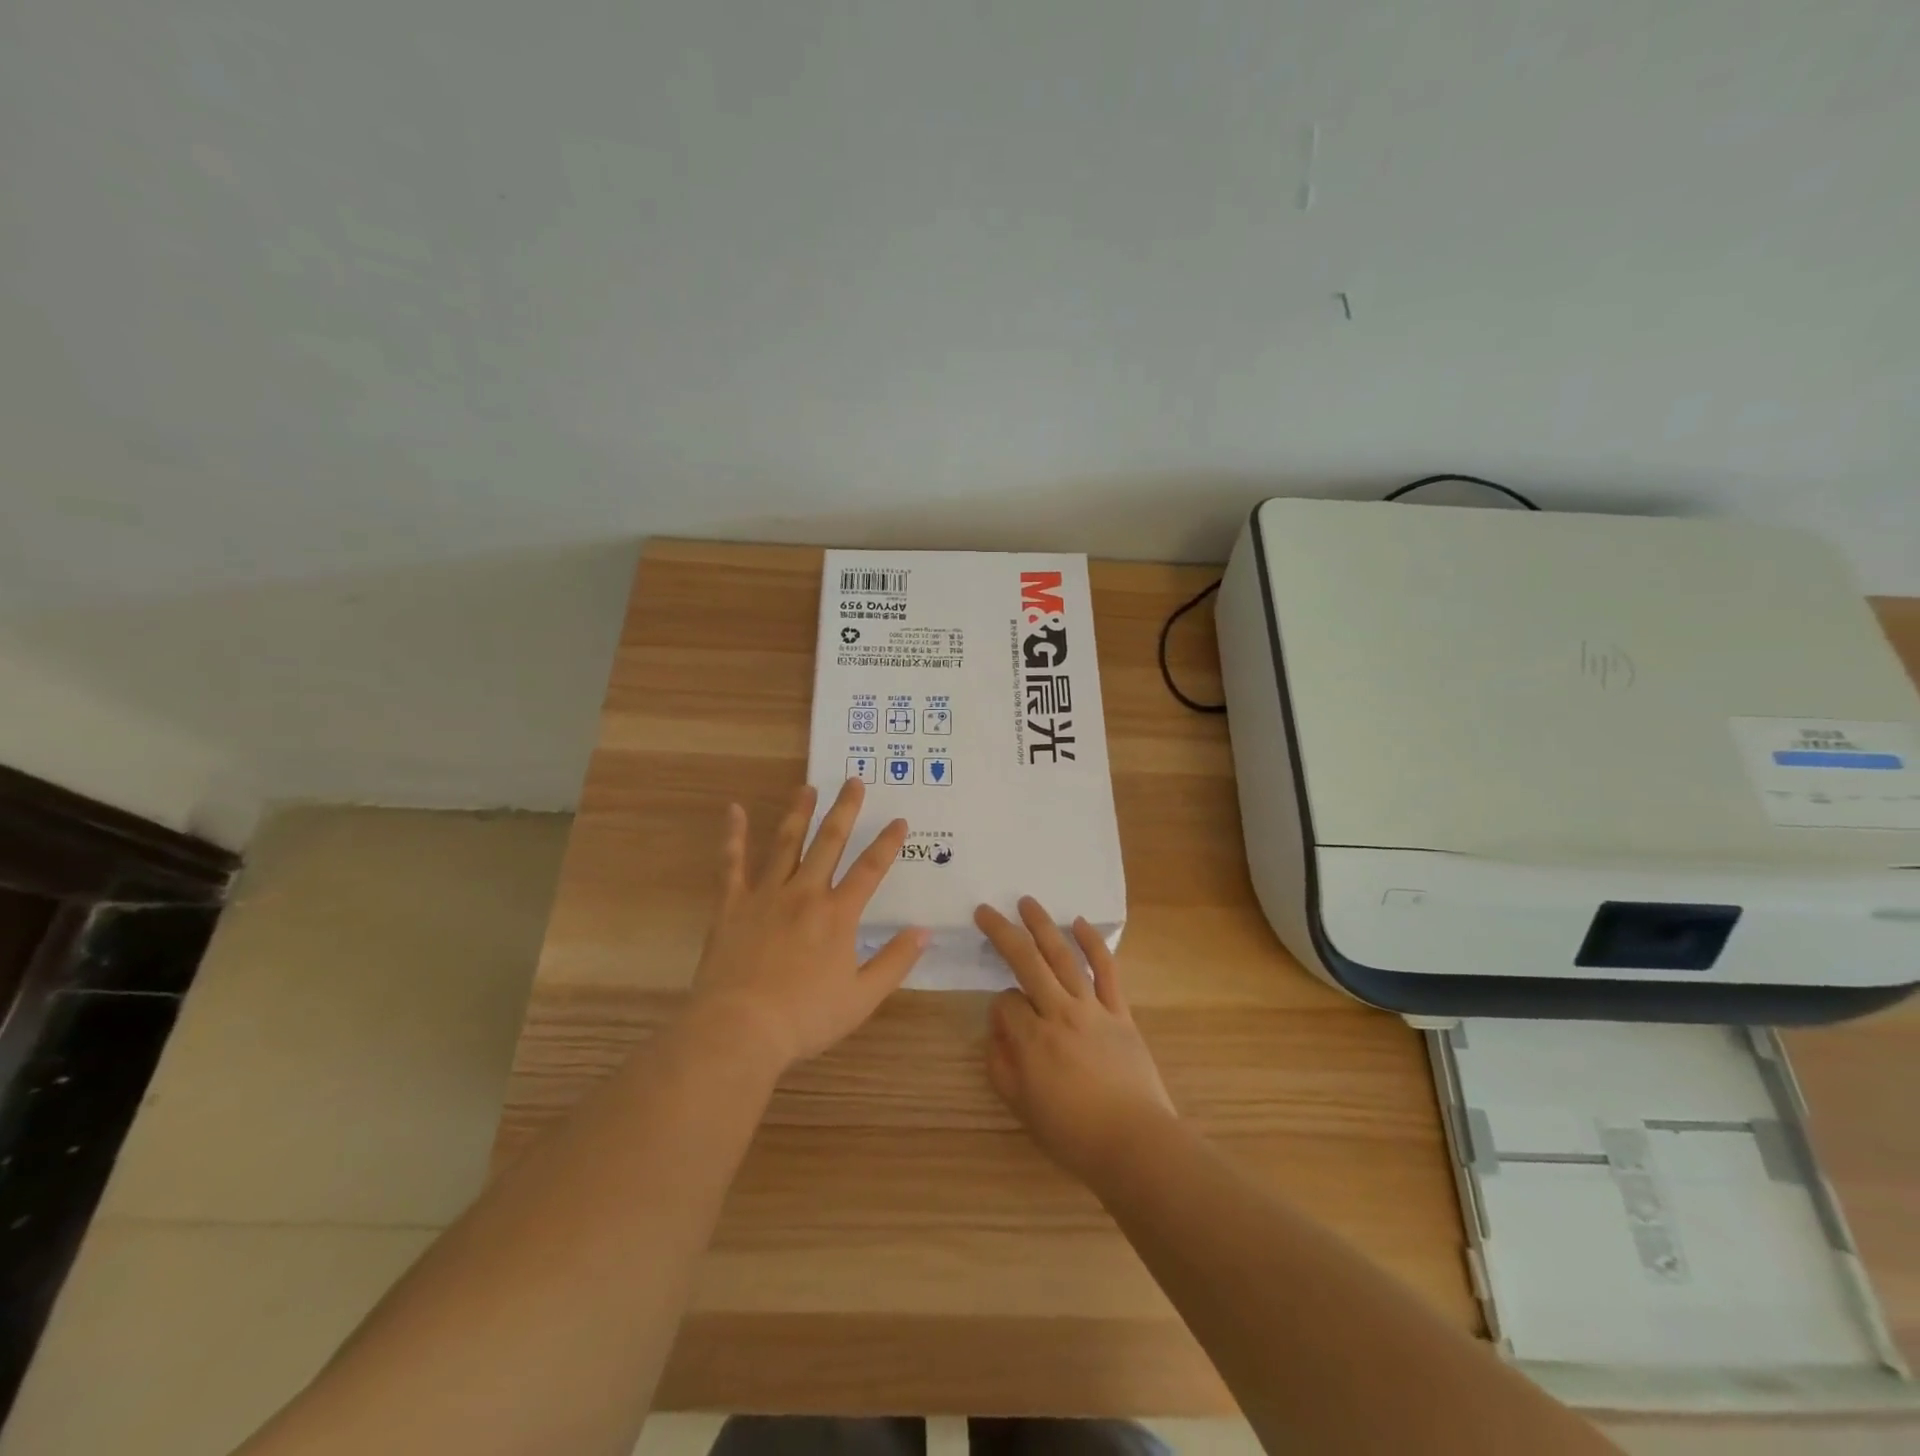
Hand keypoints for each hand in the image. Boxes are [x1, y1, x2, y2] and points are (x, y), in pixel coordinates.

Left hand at [691, 779, 927, 1070]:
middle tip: (854, 781)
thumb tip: (924, 931)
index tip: (899, 821)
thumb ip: (894, 961)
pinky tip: (734, 810)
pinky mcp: (732, 905)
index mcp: (838, 915)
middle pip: (829, 842)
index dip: (887, 844)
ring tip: (808, 787)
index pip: (870, 869)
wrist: (740, 1029)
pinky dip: (734, 835)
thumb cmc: (805, 1017)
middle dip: (845, 810)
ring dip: (799, 812)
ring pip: (786, 843)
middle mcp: (805, 894)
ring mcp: (766, 895)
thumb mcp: (862, 997)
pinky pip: (732, 863)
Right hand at [976, 896, 1176, 1181]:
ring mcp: (1093, 1008)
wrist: (1135, 1143)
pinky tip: (1079, 924)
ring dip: (1043, 926)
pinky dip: (1093, 944)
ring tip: (1027, 902)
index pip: (1005, 1003)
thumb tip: (997, 1029)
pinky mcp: (1121, 1012)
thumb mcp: (1021, 1107)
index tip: (1005, 1025)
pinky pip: (1107, 970)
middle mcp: (1059, 1013)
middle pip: (1027, 962)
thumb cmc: (1073, 1133)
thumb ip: (1001, 1064)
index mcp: (1032, 1040)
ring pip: (1063, 957)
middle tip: (986, 910)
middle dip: (1003, 933)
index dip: (998, 1008)